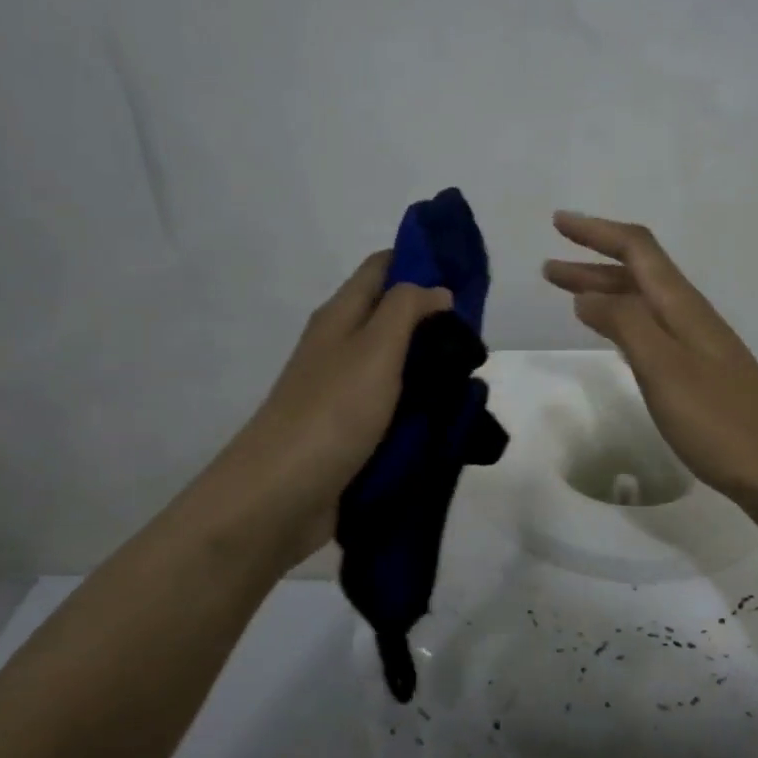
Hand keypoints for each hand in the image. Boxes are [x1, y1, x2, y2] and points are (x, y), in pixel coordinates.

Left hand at [197, 252, 451, 566]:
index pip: (382, 268)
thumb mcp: (375, 348)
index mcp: (341, 316)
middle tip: (478, 338)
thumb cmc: (332, 412)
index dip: (421, 262)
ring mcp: (345, 392)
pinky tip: (450, 416)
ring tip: (472, 378)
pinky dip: (421, 406)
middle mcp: (341, 347)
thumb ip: (408, 309)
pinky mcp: (352, 431)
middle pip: (393, 317)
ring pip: (398, 365)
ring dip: (432, 367)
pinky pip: (394, 407)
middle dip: (436, 321)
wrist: (280, 496)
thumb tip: (437, 290)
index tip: (466, 276)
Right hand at [543, 212, 757, 523]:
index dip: (597, 232)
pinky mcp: (700, 376)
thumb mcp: (664, 369)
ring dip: (605, 294)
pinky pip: (653, 333)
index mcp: (682, 307)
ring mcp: (698, 347)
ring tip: (568, 298)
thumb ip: (626, 325)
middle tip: (548, 269)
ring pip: (644, 304)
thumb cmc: (721, 421)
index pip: (637, 250)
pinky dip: (623, 324)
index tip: (558, 223)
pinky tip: (614, 337)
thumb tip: (587, 295)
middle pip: (638, 275)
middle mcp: (691, 317)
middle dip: (592, 265)